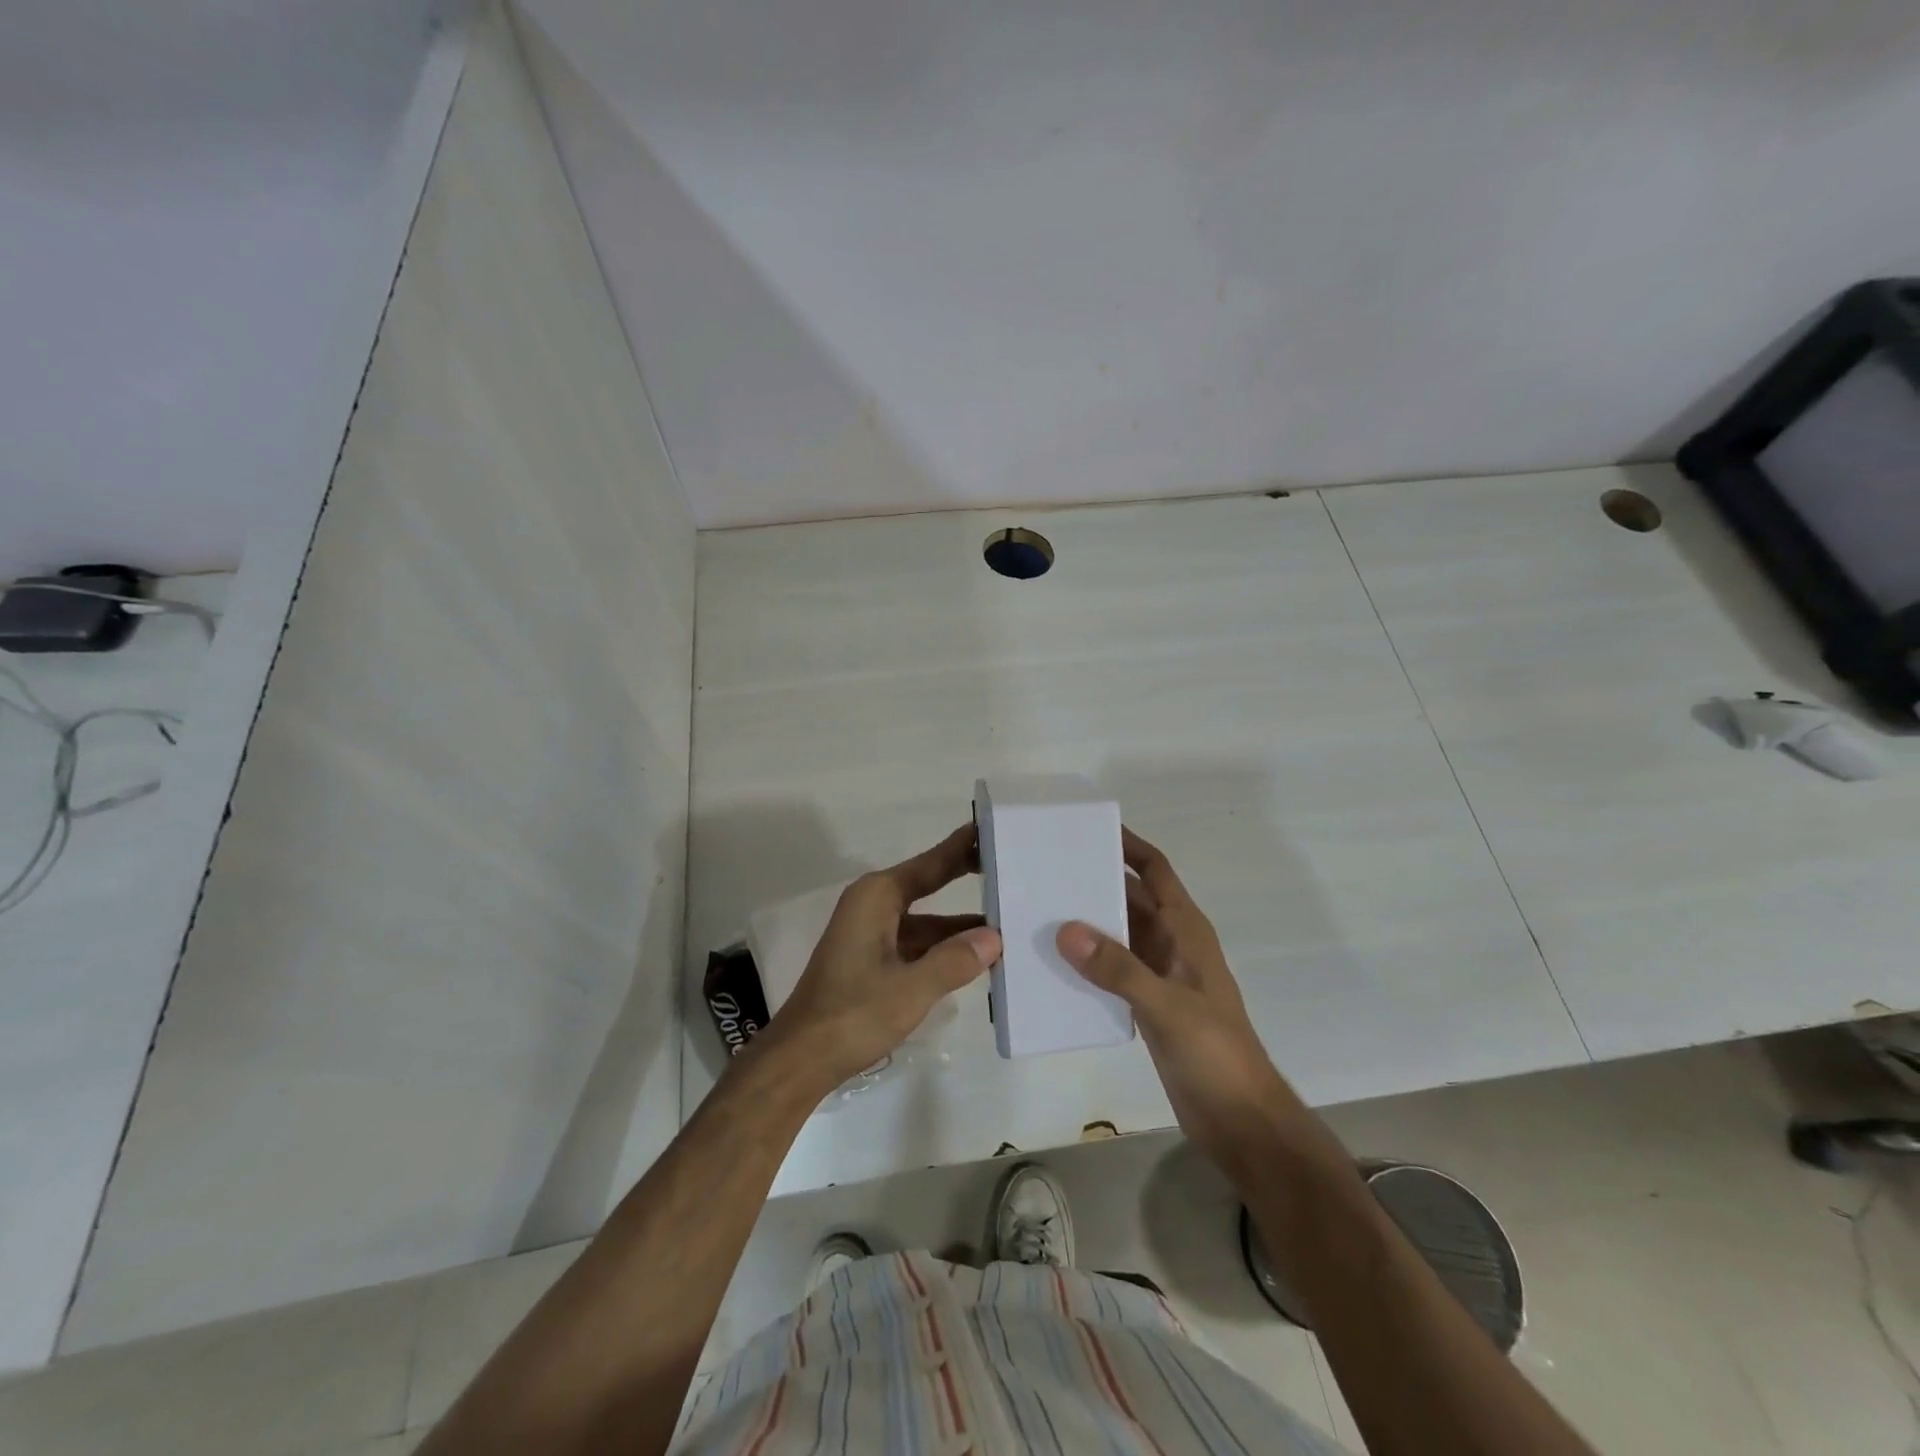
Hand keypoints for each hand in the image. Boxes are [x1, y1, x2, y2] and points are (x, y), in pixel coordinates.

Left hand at [764, 824, 1001, 1092]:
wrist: (801, 1059)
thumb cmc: (852, 1014)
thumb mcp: (911, 988)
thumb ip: (955, 960)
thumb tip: (995, 937)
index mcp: (877, 898)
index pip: (930, 864)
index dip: (962, 847)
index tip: (992, 828)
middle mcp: (873, 907)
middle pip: (928, 885)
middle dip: (966, 878)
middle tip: (1011, 867)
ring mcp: (871, 934)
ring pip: (926, 921)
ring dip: (960, 926)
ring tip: (1008, 921)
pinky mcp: (873, 961)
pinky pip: (917, 944)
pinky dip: (945, 949)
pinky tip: (977, 958)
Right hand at [1056, 829, 1298, 1180]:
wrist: (1240, 1119)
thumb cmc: (1215, 1052)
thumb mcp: (1167, 1006)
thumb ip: (1119, 968)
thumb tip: (1065, 929)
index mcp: (1185, 929)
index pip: (1155, 870)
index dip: (1128, 844)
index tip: (1087, 827)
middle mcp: (1171, 942)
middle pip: (1130, 897)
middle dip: (1094, 881)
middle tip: (1044, 868)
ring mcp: (1159, 974)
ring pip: (1117, 934)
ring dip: (1086, 922)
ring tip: (1037, 909)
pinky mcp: (1147, 1003)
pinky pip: (1111, 969)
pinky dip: (1086, 961)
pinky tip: (1052, 964)